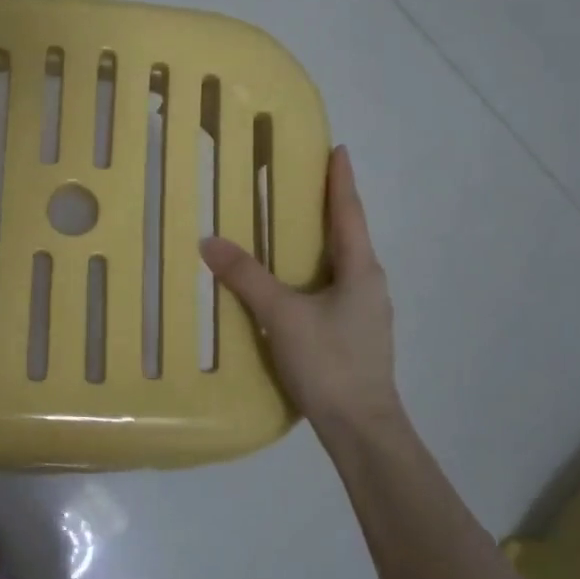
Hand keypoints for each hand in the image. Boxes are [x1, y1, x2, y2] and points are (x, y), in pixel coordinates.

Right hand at [199, 146, 401, 435]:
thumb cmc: (329, 363)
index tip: (338, 150)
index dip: (341, 180)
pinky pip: (333, 289)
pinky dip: (314, 272)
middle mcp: (369, 284)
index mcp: (361, 270)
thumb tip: (210, 241)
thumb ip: (246, 277)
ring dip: (321, 242)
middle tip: (302, 183)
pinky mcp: (355, 335)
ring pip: (341, 265)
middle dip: (328, 207)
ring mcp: (366, 312)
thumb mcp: (282, 316)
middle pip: (348, 235)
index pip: (349, 212)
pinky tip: (293, 285)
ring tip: (292, 229)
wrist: (362, 429)